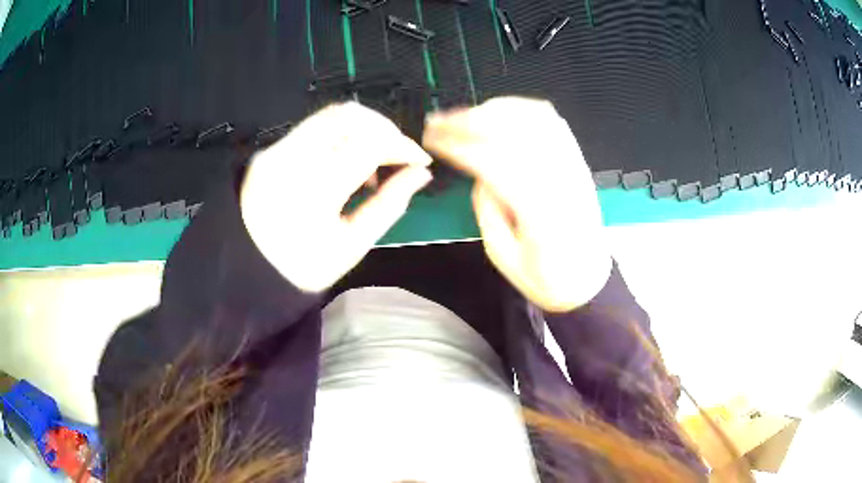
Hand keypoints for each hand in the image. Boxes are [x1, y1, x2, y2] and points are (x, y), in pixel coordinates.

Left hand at [241, 103, 432, 292]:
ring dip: (363, 127)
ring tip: (372, 161)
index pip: (370, 143)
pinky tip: (346, 161)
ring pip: (331, 114)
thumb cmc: (303, 267)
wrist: (247, 270)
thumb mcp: (353, 245)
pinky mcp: (270, 149)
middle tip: (398, 156)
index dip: (403, 145)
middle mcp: (292, 158)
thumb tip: (421, 173)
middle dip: (385, 129)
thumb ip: (391, 204)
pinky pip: (314, 126)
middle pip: (350, 115)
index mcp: (314, 190)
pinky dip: (341, 134)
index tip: (420, 160)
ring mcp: (276, 149)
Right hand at [424, 97, 610, 311]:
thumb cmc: (545, 277)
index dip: (459, 145)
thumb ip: (486, 208)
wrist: (588, 280)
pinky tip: (501, 113)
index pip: (494, 162)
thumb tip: (478, 173)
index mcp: (539, 211)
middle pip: (514, 131)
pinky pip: (553, 121)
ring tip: (466, 116)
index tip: (433, 140)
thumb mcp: (503, 256)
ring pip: (534, 119)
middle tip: (441, 121)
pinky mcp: (578, 161)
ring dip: (494, 110)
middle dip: (470, 120)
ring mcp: (573, 167)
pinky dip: (523, 109)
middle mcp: (560, 180)